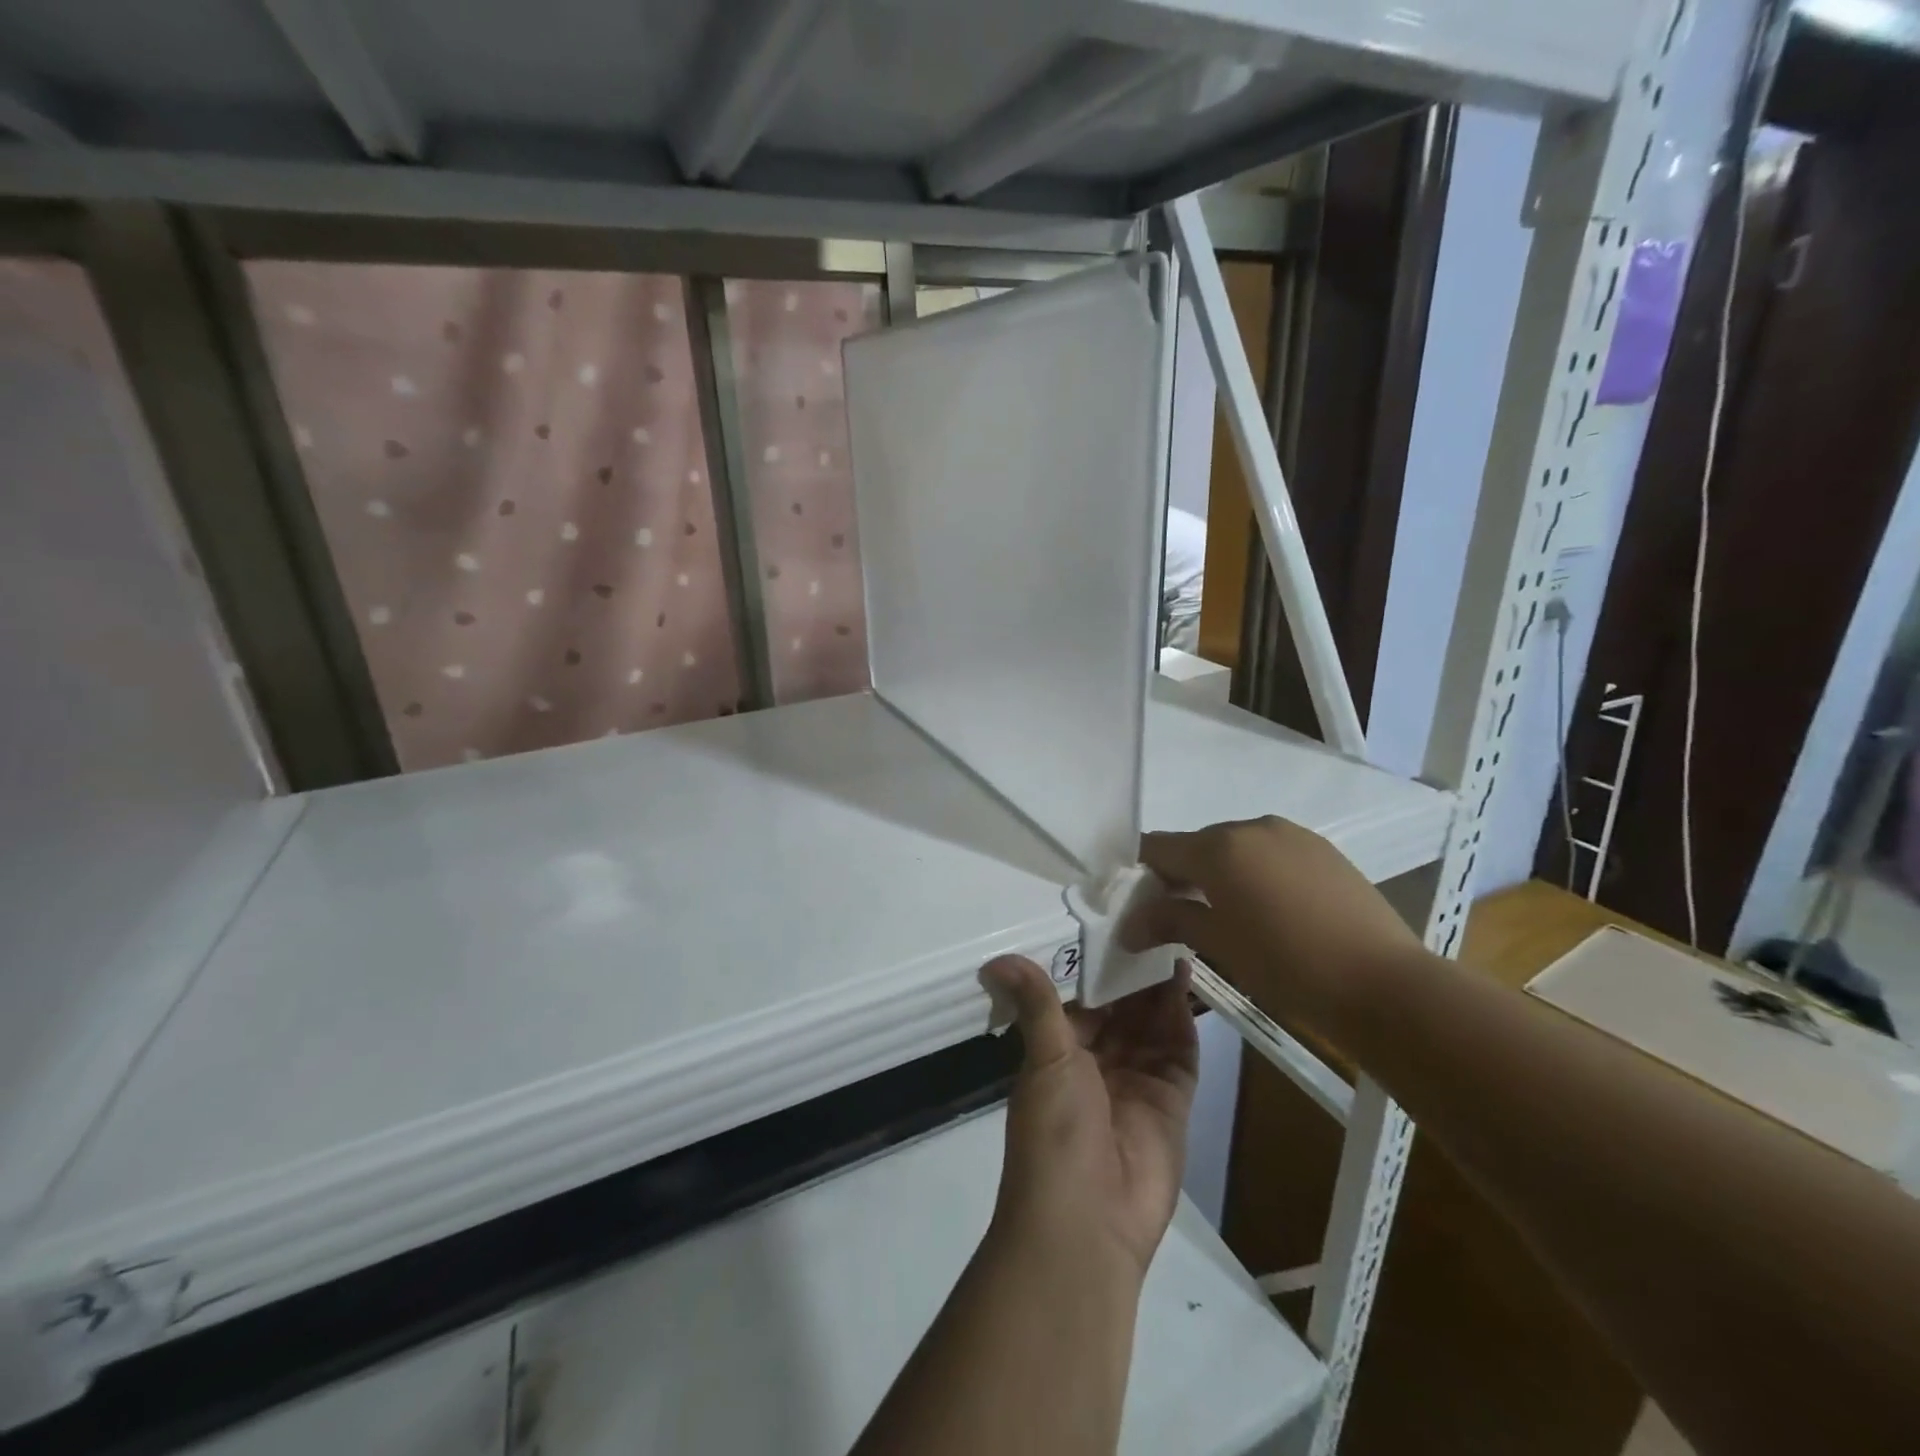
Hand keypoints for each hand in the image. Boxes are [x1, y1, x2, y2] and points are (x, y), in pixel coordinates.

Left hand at [981, 955, 1197, 1278]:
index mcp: (1062, 1054)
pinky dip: (1182, 1017)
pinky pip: (1180, 1050)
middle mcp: (1100, 1064)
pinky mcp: (1173, 1100)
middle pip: (1123, 1009)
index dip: (1096, 967)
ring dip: (1160, 987)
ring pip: (1153, 1024)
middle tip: (1151, 921)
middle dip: (1134, 973)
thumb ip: (1036, 1005)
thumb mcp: (1044, 1060)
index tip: (1110, 925)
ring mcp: (1138, 1082)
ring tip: (1171, 935)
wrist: (1088, 1222)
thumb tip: (995, 960)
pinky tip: (1184, 977)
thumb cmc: (1055, 1131)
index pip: (1084, 1001)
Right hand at [1122, 816, 1423, 1040]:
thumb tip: (1129, 925)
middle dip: (1182, 875)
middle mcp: (1251, 827)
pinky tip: (1274, 912)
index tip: (1140, 905)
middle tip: (1182, 918)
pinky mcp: (1324, 850)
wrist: (1384, 984)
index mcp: (1218, 847)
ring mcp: (1292, 835)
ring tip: (1232, 918)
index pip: (1158, 847)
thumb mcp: (1219, 944)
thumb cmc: (1287, 965)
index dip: (1142, 873)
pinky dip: (1258, 874)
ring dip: (1222, 874)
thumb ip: (1170, 921)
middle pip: (1198, 845)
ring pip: (1237, 848)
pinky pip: (1272, 854)